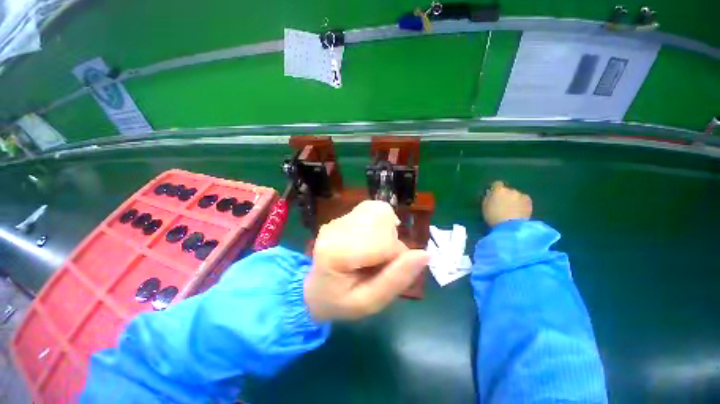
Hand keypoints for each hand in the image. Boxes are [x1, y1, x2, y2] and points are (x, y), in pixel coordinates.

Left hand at [304, 201, 429, 320]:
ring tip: (377, 249)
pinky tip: (374, 237)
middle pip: (383, 221)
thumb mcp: (369, 302)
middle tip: (381, 260)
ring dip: (388, 230)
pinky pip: (374, 208)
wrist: (315, 290)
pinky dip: (382, 222)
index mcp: (336, 253)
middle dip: (392, 241)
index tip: (389, 269)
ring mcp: (338, 219)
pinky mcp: (343, 215)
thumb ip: (396, 279)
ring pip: (380, 210)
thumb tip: (425, 254)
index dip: (396, 256)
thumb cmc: (340, 301)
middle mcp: (335, 229)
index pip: (383, 241)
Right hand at [482, 181, 532, 226]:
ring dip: (514, 199)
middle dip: (505, 195)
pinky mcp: (529, 202)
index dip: (495, 189)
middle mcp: (511, 190)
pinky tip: (519, 211)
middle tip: (503, 204)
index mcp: (498, 190)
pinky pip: (524, 200)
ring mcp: (521, 195)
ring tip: (512, 209)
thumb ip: (488, 198)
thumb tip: (490, 193)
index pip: (496, 184)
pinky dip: (522, 204)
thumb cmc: (493, 217)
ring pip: (516, 195)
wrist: (511, 227)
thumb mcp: (485, 207)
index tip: (493, 195)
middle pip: (507, 190)